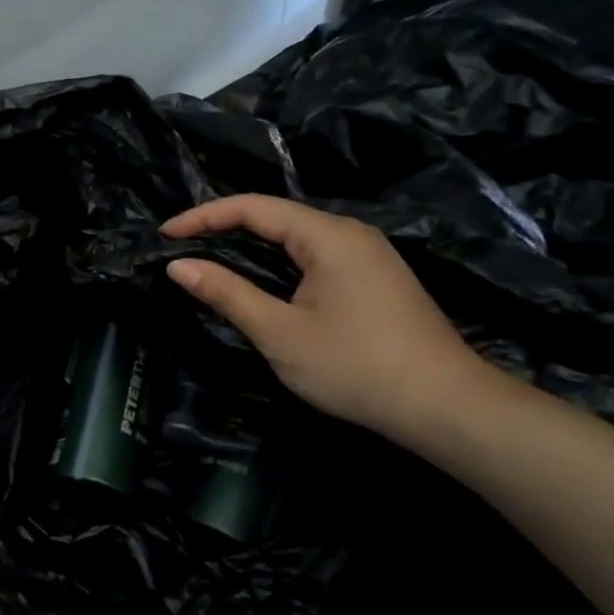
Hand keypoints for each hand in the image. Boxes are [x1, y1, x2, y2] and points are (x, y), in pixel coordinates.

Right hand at [163, 195, 495, 445]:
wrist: (447, 407)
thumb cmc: (356, 367)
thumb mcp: (279, 332)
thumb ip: (226, 292)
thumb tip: (177, 265)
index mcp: (328, 236)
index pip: (252, 207)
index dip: (203, 216)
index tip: (166, 235)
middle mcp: (350, 233)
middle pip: (275, 214)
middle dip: (224, 225)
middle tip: (183, 245)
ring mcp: (368, 254)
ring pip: (296, 234)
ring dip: (251, 242)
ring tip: (211, 257)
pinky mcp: (376, 277)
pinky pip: (314, 253)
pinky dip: (277, 258)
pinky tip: (262, 278)